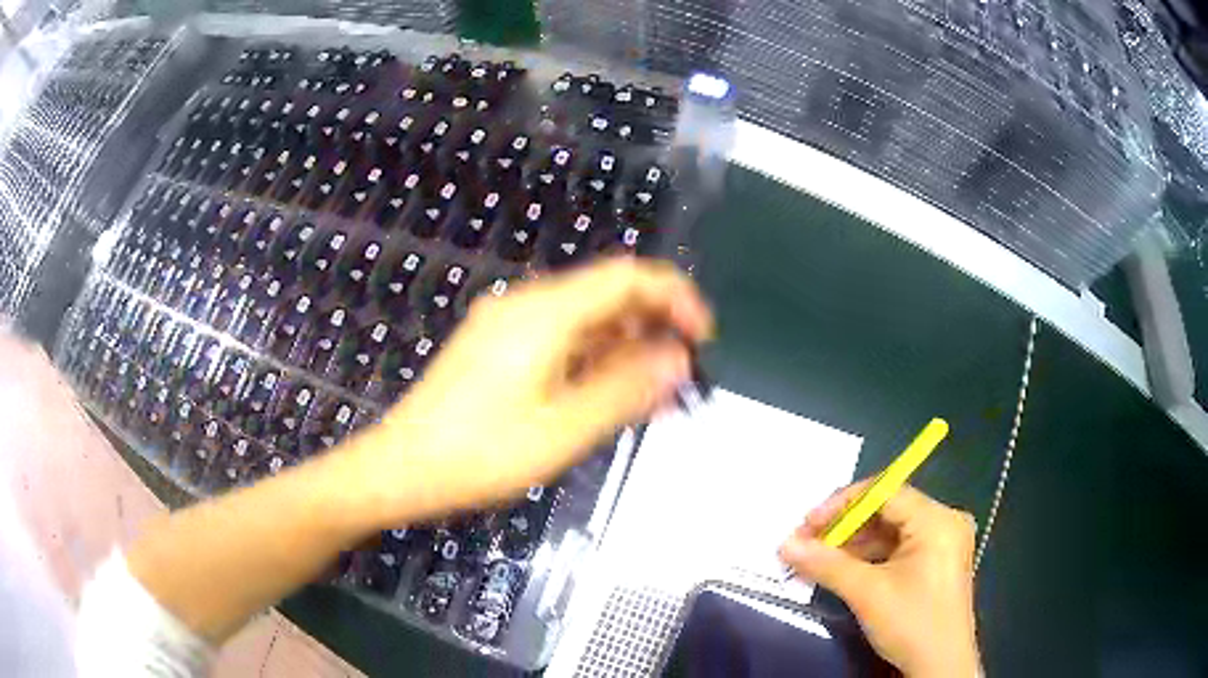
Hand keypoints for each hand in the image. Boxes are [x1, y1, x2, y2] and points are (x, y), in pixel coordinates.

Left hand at [347, 258, 713, 524]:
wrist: (401, 468)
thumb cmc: (479, 453)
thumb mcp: (563, 430)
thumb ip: (626, 390)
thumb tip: (678, 359)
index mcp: (545, 314)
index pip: (627, 276)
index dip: (675, 297)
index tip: (703, 337)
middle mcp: (527, 306)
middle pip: (607, 296)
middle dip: (653, 329)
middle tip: (681, 379)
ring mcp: (507, 325)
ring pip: (585, 321)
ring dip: (624, 350)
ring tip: (652, 397)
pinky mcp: (497, 348)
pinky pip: (559, 340)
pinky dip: (592, 361)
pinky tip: (607, 396)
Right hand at [779, 482, 979, 677]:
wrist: (939, 667)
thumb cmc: (911, 623)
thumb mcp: (867, 593)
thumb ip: (826, 564)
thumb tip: (785, 545)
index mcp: (937, 520)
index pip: (885, 492)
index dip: (842, 504)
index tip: (807, 524)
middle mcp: (944, 521)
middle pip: (887, 510)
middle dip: (845, 527)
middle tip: (808, 544)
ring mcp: (943, 542)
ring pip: (890, 531)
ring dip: (853, 544)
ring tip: (818, 559)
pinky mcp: (936, 562)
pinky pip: (898, 548)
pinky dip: (869, 557)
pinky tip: (843, 570)